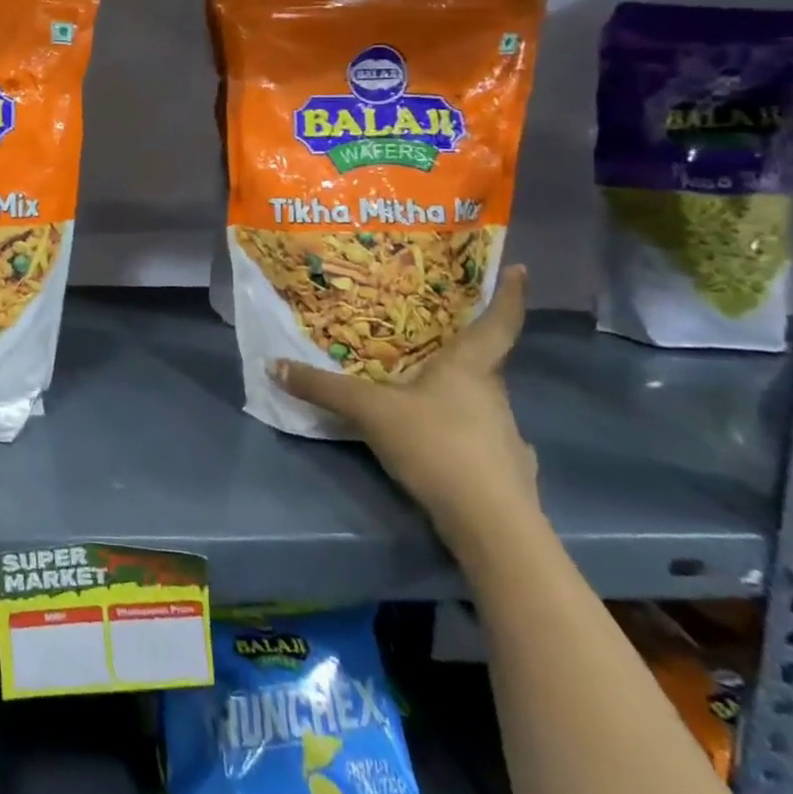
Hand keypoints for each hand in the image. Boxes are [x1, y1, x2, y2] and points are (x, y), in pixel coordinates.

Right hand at [272, 265, 538, 544]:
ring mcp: (505, 435)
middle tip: (431, 334)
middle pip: (484, 361)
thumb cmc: (436, 446)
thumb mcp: (369, 411)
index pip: (498, 322)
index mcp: (470, 368)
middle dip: (462, 347)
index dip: (509, 294)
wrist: (491, 524)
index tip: (517, 269)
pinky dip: (462, 435)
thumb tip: (274, 365)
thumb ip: (323, 388)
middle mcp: (493, 395)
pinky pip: (481, 440)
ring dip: (457, 392)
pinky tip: (441, 444)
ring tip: (423, 389)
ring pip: (480, 401)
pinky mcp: (506, 472)